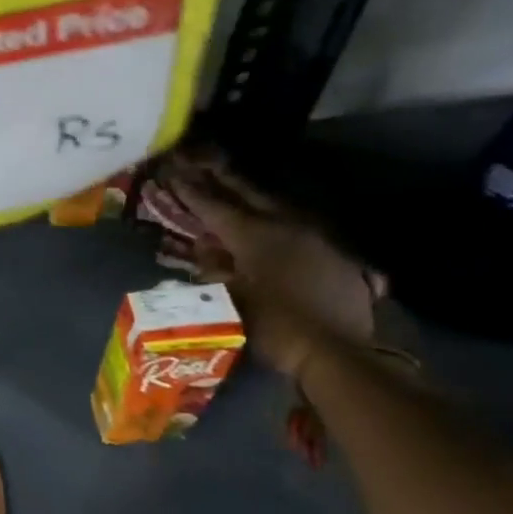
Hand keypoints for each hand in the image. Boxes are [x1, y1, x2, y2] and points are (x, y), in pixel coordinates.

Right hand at [165, 153, 379, 380]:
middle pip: (249, 194)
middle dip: (222, 179)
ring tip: (232, 186)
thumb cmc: (275, 327)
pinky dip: (276, 218)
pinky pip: (298, 225)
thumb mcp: (230, 300)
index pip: (214, 207)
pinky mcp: (334, 252)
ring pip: (277, 205)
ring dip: (251, 195)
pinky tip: (271, 222)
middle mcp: (286, 225)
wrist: (339, 351)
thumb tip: (203, 248)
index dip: (191, 191)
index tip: (173, 172)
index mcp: (255, 235)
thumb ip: (214, 268)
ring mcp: (315, 236)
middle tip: (201, 162)